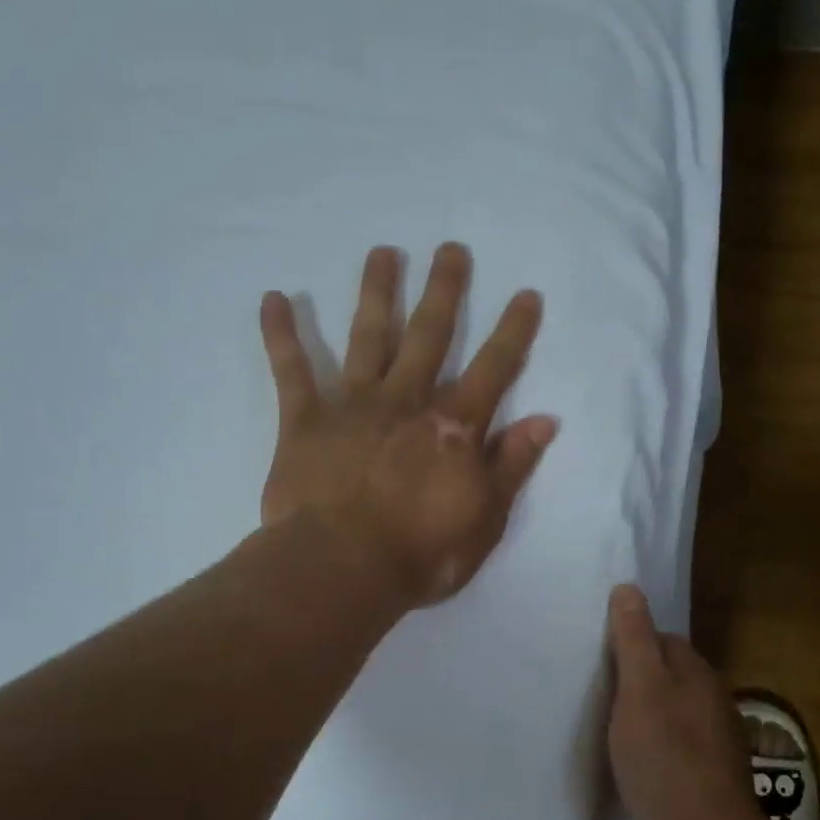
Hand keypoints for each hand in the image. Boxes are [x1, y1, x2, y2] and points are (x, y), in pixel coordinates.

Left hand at [258, 243, 556, 608]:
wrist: (341, 570)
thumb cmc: (421, 553)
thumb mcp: (485, 519)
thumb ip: (512, 466)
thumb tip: (545, 420)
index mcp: (453, 427)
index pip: (493, 369)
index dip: (513, 332)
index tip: (525, 293)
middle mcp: (407, 402)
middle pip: (430, 336)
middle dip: (444, 290)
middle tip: (451, 249)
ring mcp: (354, 406)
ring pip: (368, 338)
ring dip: (376, 293)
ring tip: (383, 252)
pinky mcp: (305, 420)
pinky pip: (292, 370)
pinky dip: (281, 334)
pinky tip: (273, 297)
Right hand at [606, 585, 783, 819]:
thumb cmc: (666, 757)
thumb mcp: (640, 690)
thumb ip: (634, 640)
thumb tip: (629, 588)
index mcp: (697, 673)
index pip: (661, 639)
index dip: (629, 644)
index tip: (598, 658)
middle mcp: (711, 700)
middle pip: (667, 675)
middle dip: (636, 679)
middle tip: (596, 693)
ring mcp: (714, 742)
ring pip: (671, 712)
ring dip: (644, 715)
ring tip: (608, 728)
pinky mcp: (707, 777)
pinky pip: (674, 746)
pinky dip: (653, 748)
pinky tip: (633, 764)